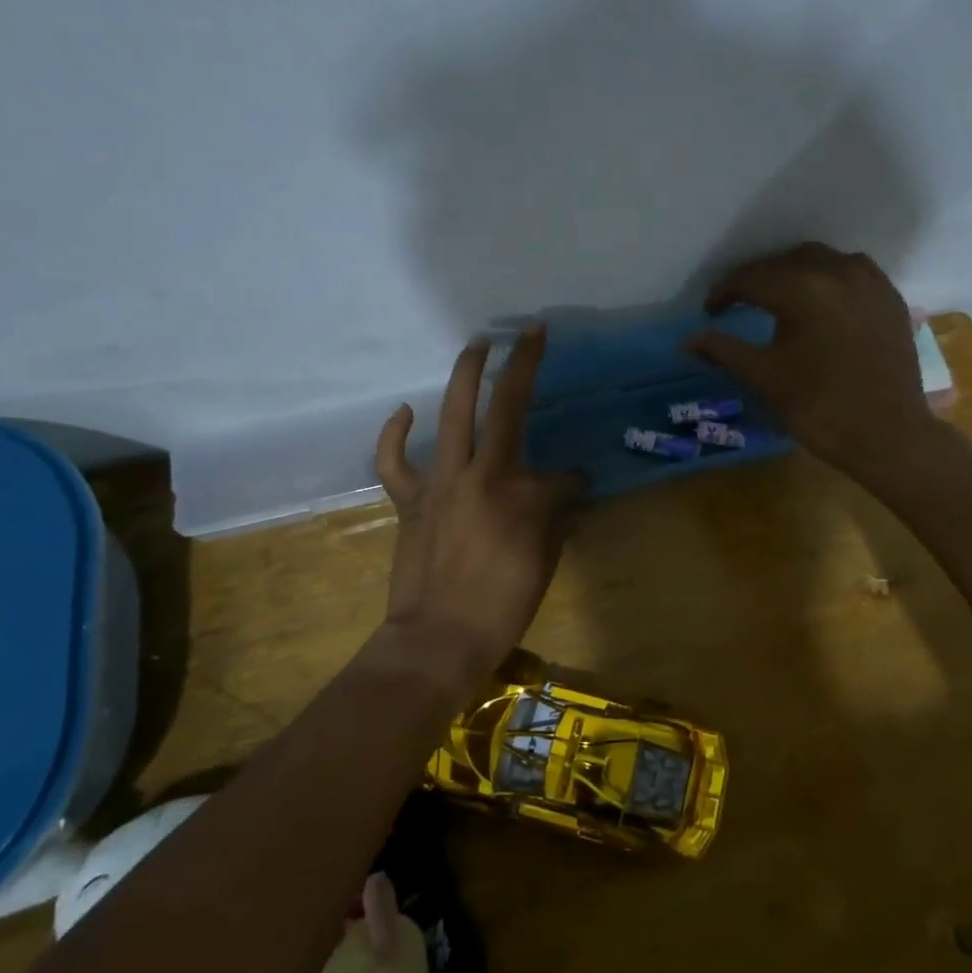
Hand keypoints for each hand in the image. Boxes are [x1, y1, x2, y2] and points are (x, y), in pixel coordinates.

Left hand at [374, 324, 583, 685]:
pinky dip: (396, 433)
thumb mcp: (544, 563)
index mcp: (524, 494)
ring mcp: (441, 482)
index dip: (573, 480)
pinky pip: (395, 460)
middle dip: (521, 363)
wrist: (439, 639)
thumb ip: (555, 519)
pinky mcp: (410, 499)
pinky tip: (405, 410)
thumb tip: (567, 494)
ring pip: (452, 415)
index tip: (576, 488)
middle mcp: (484, 474)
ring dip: (464, 374)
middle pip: (504, 407)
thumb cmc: (502, 607)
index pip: (561, 474)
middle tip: (528, 333)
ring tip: (476, 344)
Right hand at [687, 243, 938, 483]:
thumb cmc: (820, 408)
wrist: (889, 436)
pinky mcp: (890, 298)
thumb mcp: (765, 378)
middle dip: (759, 279)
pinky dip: (827, 280)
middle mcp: (838, 271)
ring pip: (821, 261)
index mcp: (803, 288)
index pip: (751, 278)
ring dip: (794, 273)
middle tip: (740, 303)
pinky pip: (851, 273)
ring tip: (778, 299)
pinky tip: (820, 304)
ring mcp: (870, 282)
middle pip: (786, 262)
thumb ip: (724, 351)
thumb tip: (688, 339)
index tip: (710, 311)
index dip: (725, 292)